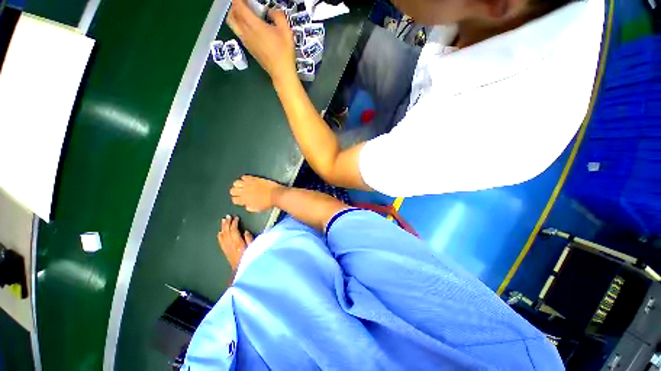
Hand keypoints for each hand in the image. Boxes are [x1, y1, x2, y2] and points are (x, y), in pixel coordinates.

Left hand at [217, 215, 253, 270]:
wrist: (243, 272)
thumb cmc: (252, 259)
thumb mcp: (254, 249)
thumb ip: (250, 240)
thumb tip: (245, 232)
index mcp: (238, 243)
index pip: (234, 231)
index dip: (234, 223)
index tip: (236, 218)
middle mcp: (231, 245)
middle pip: (227, 232)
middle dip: (227, 223)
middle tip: (227, 216)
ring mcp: (227, 249)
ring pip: (223, 236)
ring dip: (223, 228)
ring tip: (223, 221)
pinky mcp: (226, 252)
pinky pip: (221, 243)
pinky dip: (220, 236)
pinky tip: (219, 233)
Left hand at [227, 0, 295, 81]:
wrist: (281, 72)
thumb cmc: (284, 53)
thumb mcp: (286, 31)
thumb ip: (278, 16)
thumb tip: (272, 12)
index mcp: (254, 25)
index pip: (239, 6)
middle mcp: (246, 32)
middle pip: (232, 15)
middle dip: (235, 6)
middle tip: (244, 4)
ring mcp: (246, 42)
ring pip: (233, 25)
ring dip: (235, 16)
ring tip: (243, 14)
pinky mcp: (249, 49)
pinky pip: (239, 33)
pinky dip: (239, 26)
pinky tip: (249, 27)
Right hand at [230, 175, 283, 211]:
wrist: (276, 195)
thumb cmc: (268, 203)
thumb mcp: (257, 209)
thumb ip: (250, 207)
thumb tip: (246, 205)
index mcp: (244, 200)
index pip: (234, 199)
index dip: (236, 199)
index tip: (239, 199)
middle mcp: (244, 191)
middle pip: (232, 190)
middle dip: (235, 191)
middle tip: (240, 192)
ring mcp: (248, 184)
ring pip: (236, 182)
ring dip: (238, 184)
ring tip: (243, 185)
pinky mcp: (254, 178)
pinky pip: (244, 176)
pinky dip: (244, 178)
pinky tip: (247, 180)